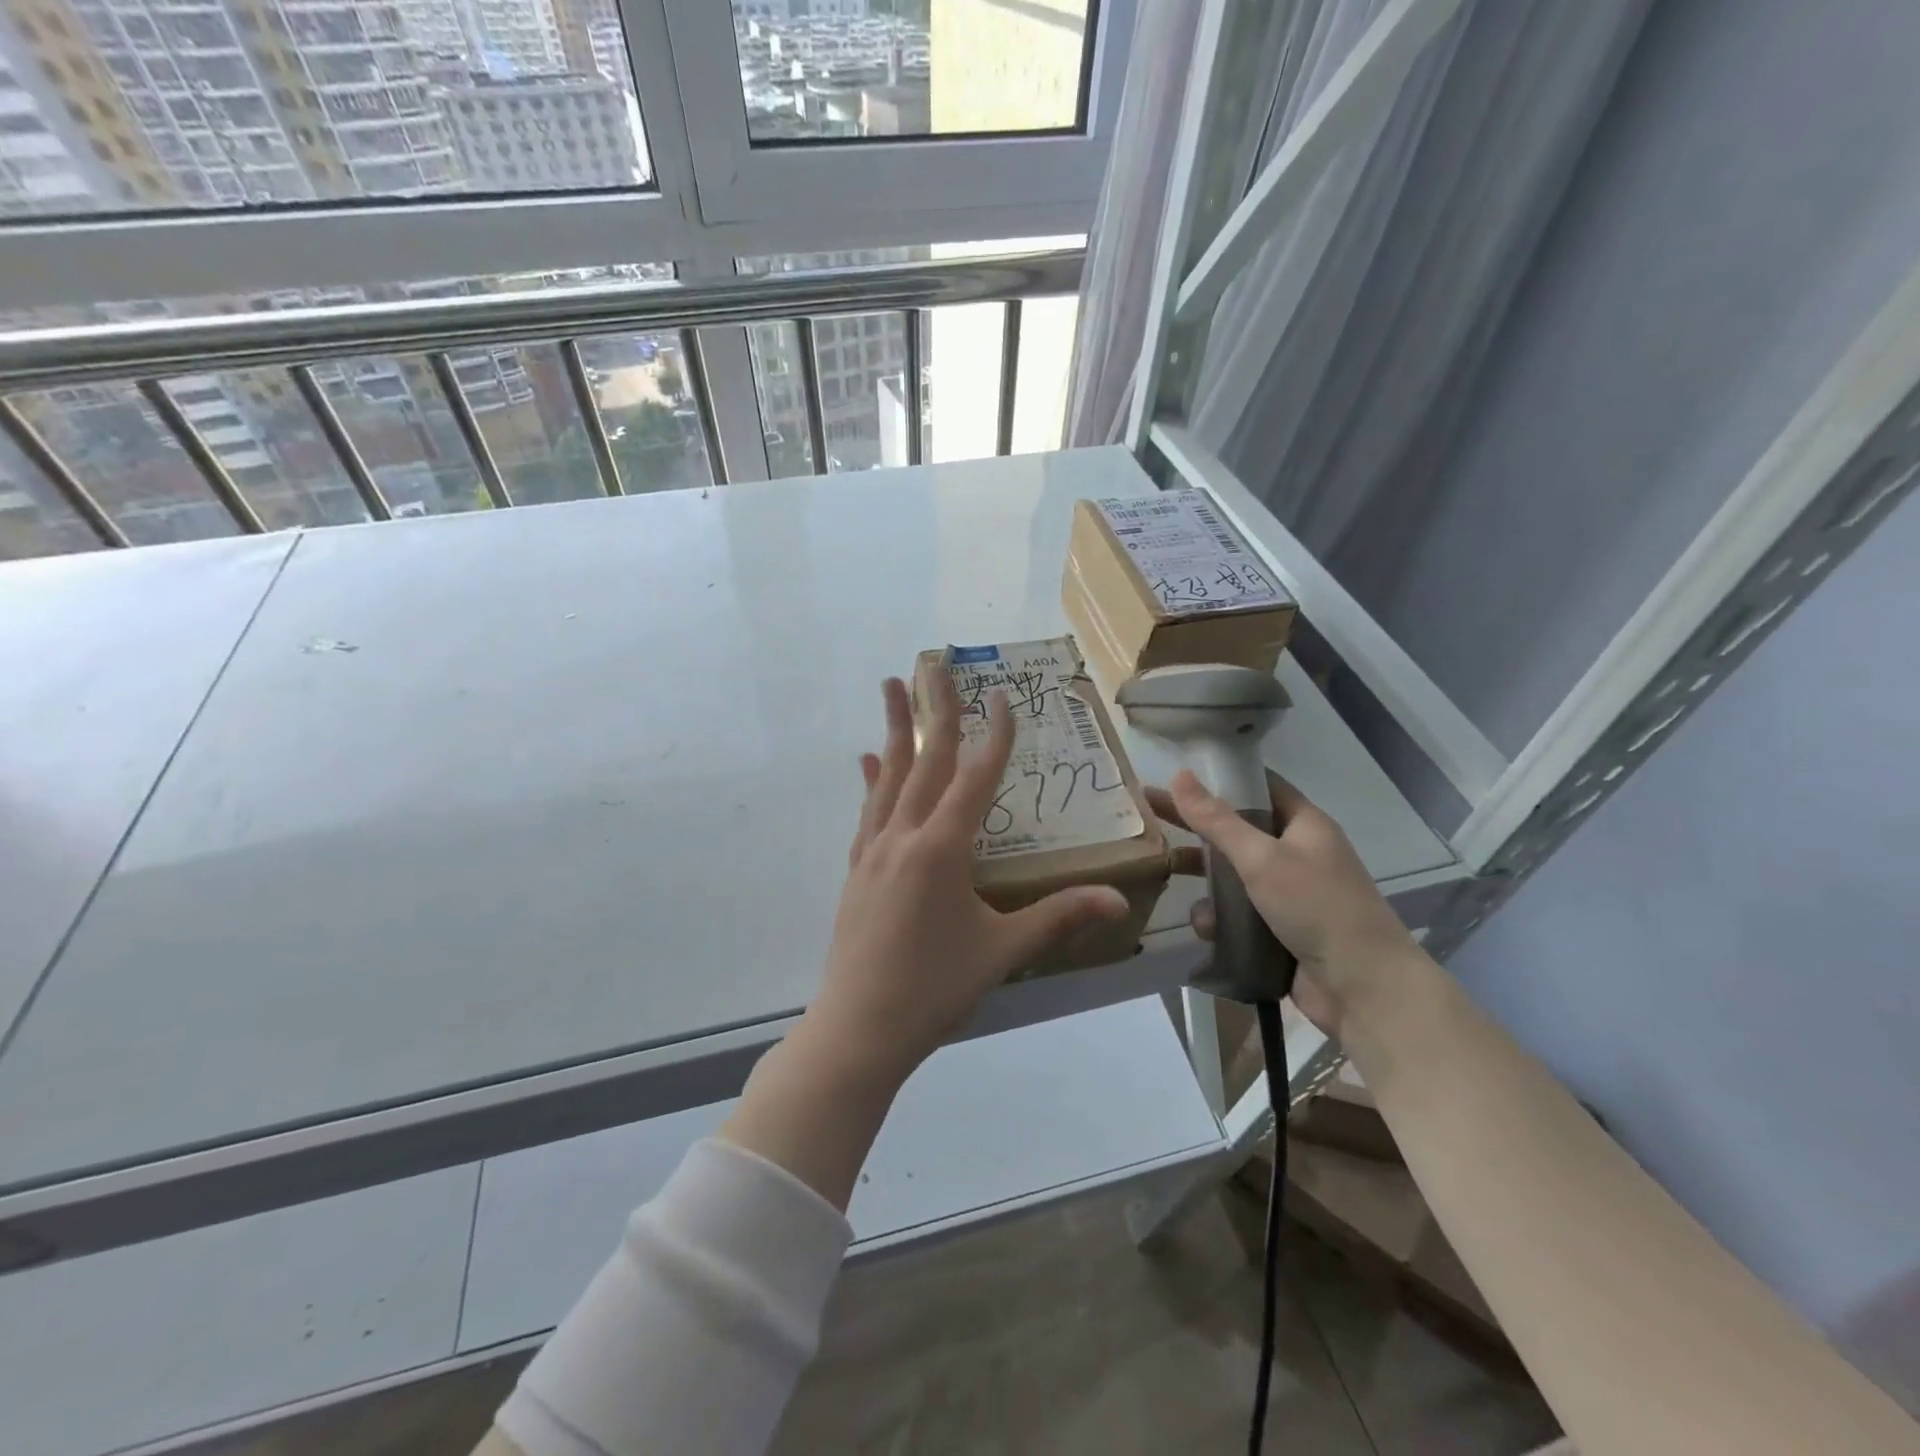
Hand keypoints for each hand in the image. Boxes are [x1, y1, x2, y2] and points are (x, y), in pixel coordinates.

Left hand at [809, 670, 1130, 1084]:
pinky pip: (869, 812)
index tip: (1003, 696)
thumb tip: (1118, 901)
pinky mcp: (857, 870)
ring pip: (888, 776)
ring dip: (894, 730)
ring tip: (892, 688)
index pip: (975, 777)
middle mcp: (905, 836)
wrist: (859, 1027)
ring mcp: (874, 850)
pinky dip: (873, 781)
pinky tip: (869, 764)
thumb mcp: (1002, 950)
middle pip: (924, 760)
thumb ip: (1058, 916)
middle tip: (933, 663)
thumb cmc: (935, 988)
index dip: (994, 735)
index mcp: (943, 848)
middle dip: (935, 709)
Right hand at [1148, 769, 1418, 1036]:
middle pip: (1237, 831)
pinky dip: (1219, 918)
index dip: (1219, 779)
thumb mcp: (1262, 858)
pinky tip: (1205, 928)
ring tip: (1166, 876)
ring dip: (1204, 880)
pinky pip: (1238, 914)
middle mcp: (1297, 854)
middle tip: (1148, 816)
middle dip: (1196, 828)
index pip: (1258, 787)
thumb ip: (1217, 820)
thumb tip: (1179, 775)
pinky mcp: (1278, 930)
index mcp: (1304, 825)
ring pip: (1232, 876)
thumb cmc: (1317, 908)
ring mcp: (1288, 894)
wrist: (1364, 989)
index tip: (1176, 775)